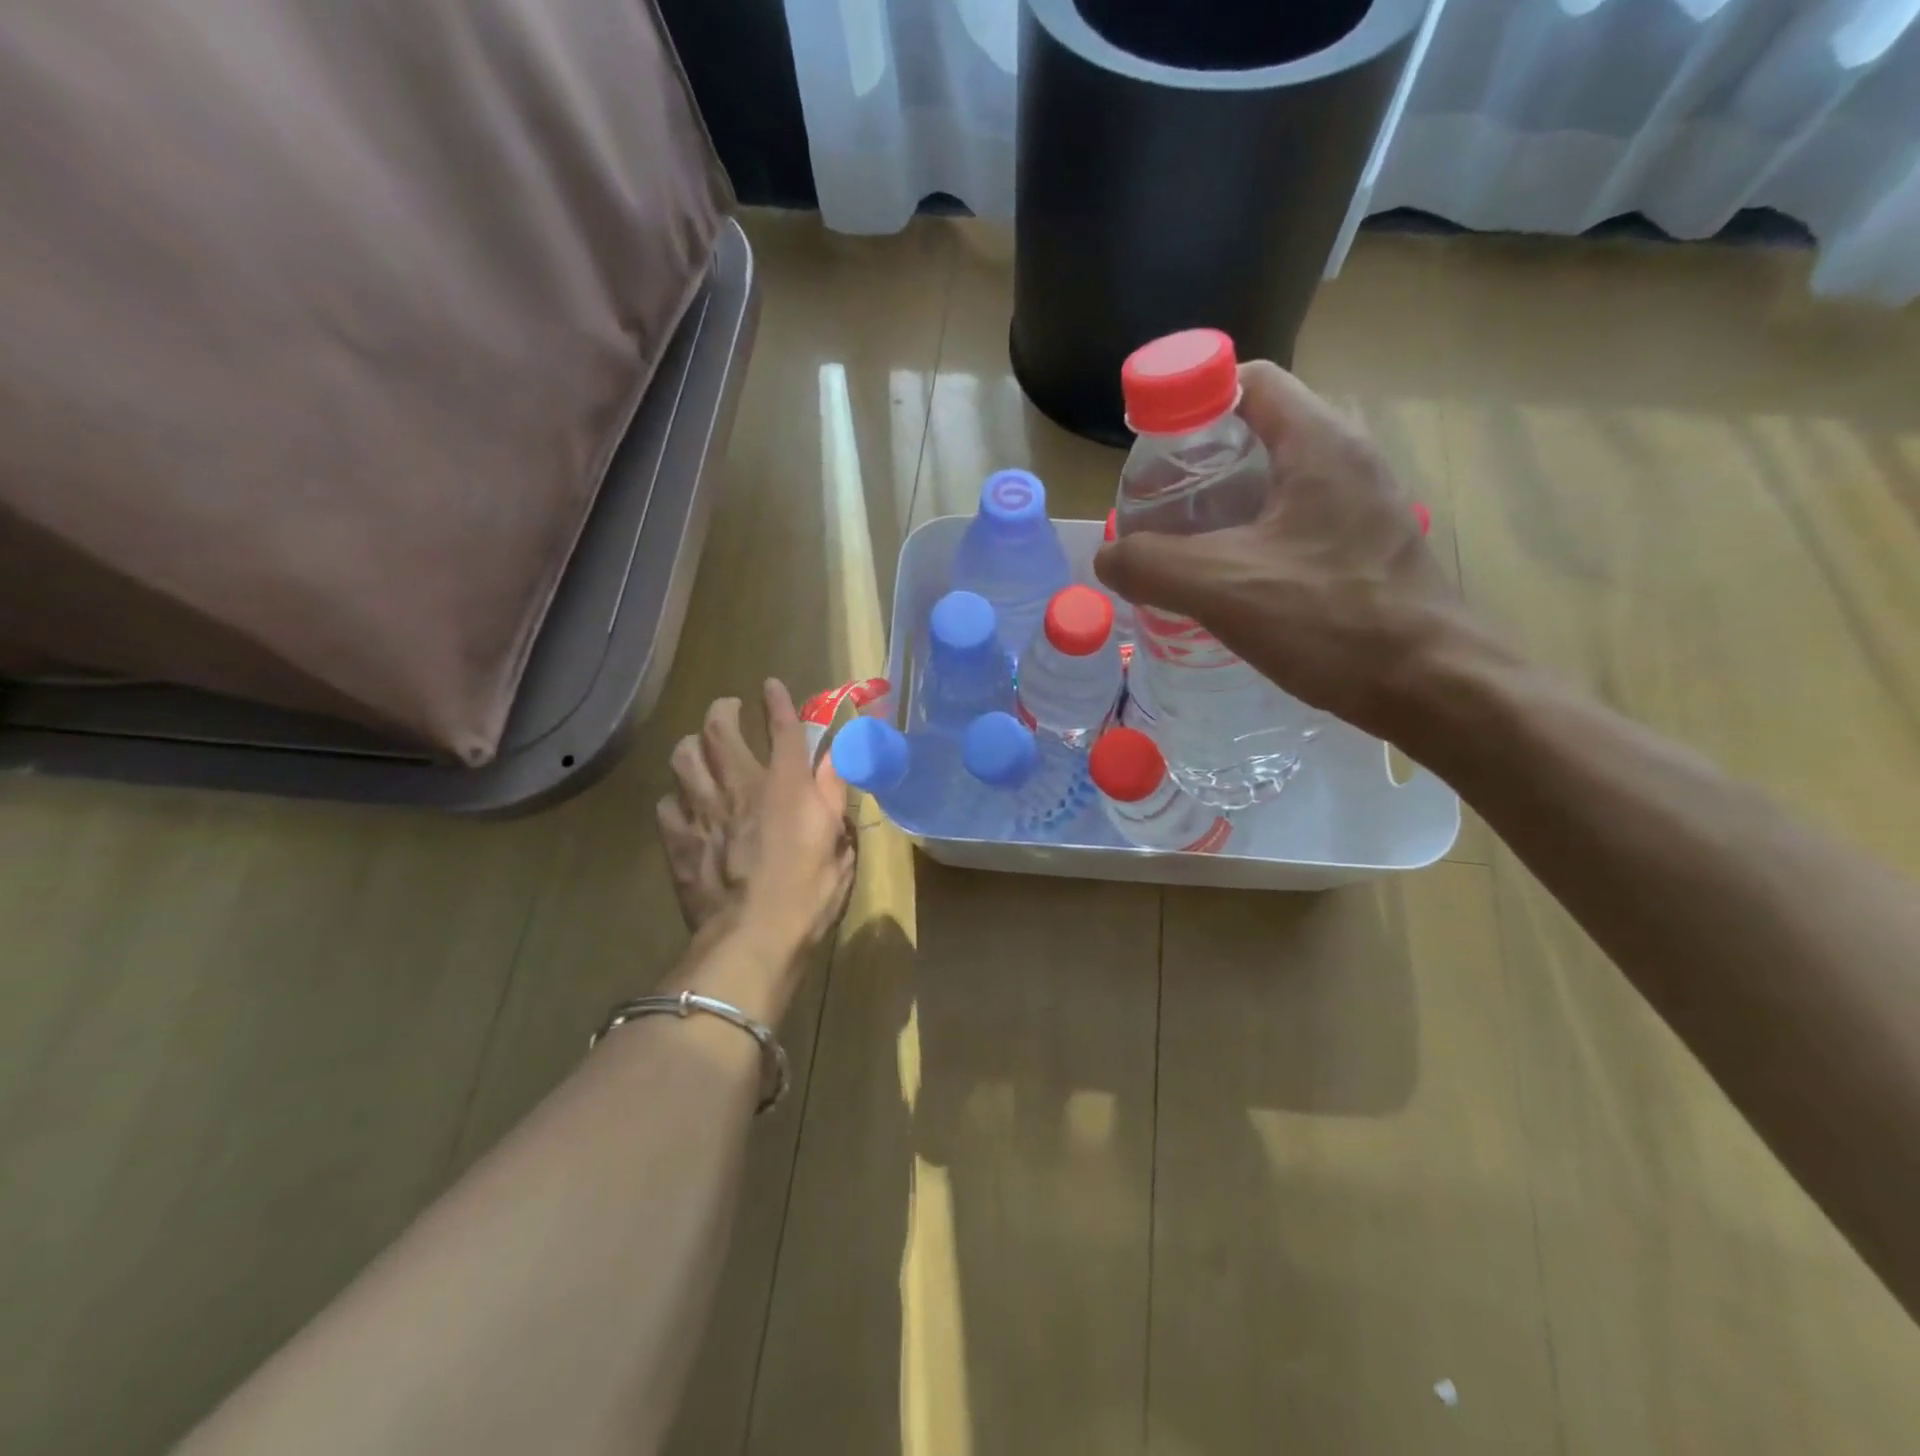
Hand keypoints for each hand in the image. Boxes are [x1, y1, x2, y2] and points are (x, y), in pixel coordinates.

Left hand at [657, 680, 856, 960]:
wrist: (752, 939)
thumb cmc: (808, 894)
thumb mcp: (839, 845)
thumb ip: (834, 796)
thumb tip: (836, 759)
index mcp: (787, 786)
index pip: (782, 727)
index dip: (777, 701)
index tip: (770, 686)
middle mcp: (741, 785)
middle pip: (721, 729)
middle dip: (724, 709)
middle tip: (729, 708)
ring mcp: (703, 810)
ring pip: (684, 756)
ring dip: (693, 746)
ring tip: (700, 749)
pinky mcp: (678, 839)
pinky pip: (667, 802)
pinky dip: (676, 797)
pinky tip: (684, 805)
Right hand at [1093, 360, 1474, 739]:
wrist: (1432, 687)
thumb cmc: (1332, 621)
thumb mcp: (1222, 588)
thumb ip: (1151, 564)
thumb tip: (1109, 557)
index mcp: (1319, 443)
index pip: (1247, 381)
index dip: (1190, 403)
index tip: (1150, 451)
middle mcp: (1348, 459)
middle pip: (1258, 431)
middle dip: (1198, 463)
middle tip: (1156, 508)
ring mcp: (1363, 506)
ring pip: (1276, 482)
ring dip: (1224, 505)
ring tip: (1181, 547)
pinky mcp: (1365, 549)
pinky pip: (1295, 522)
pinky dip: (1252, 538)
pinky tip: (1227, 583)